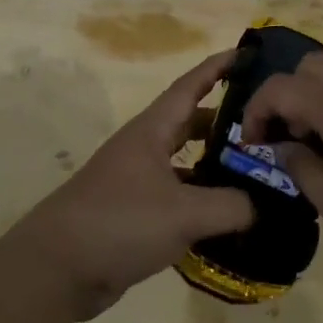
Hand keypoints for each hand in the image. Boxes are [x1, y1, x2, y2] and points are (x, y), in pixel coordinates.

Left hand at [16, 51, 255, 319]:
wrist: (57, 267)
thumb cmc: (120, 221)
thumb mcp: (183, 213)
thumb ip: (230, 206)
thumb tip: (264, 206)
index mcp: (152, 131)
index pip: (190, 86)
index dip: (218, 68)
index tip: (247, 54)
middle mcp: (145, 148)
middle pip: (190, 123)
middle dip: (225, 120)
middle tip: (265, 125)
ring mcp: (137, 180)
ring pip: (185, 161)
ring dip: (215, 163)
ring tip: (255, 171)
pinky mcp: (135, 213)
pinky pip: (178, 196)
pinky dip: (202, 199)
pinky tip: (227, 216)